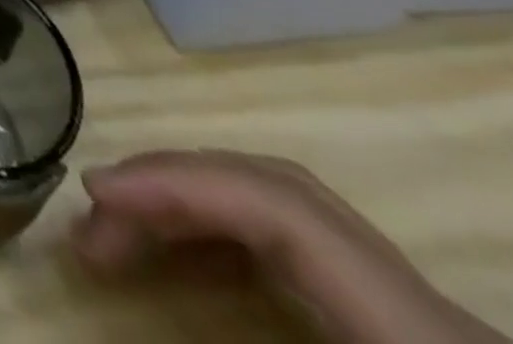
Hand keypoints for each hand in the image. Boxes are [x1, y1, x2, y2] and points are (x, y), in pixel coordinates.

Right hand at [71, 151, 508, 342]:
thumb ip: (239, 338)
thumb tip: (139, 317)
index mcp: (415, 327)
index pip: (278, 206)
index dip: (176, 184)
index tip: (93, 190)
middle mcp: (419, 298)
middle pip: (271, 188)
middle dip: (166, 186)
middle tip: (93, 216)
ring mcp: (414, 306)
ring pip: (281, 203)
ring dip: (187, 203)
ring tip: (119, 229)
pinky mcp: (403, 322)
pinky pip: (299, 245)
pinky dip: (226, 235)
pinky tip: (182, 253)